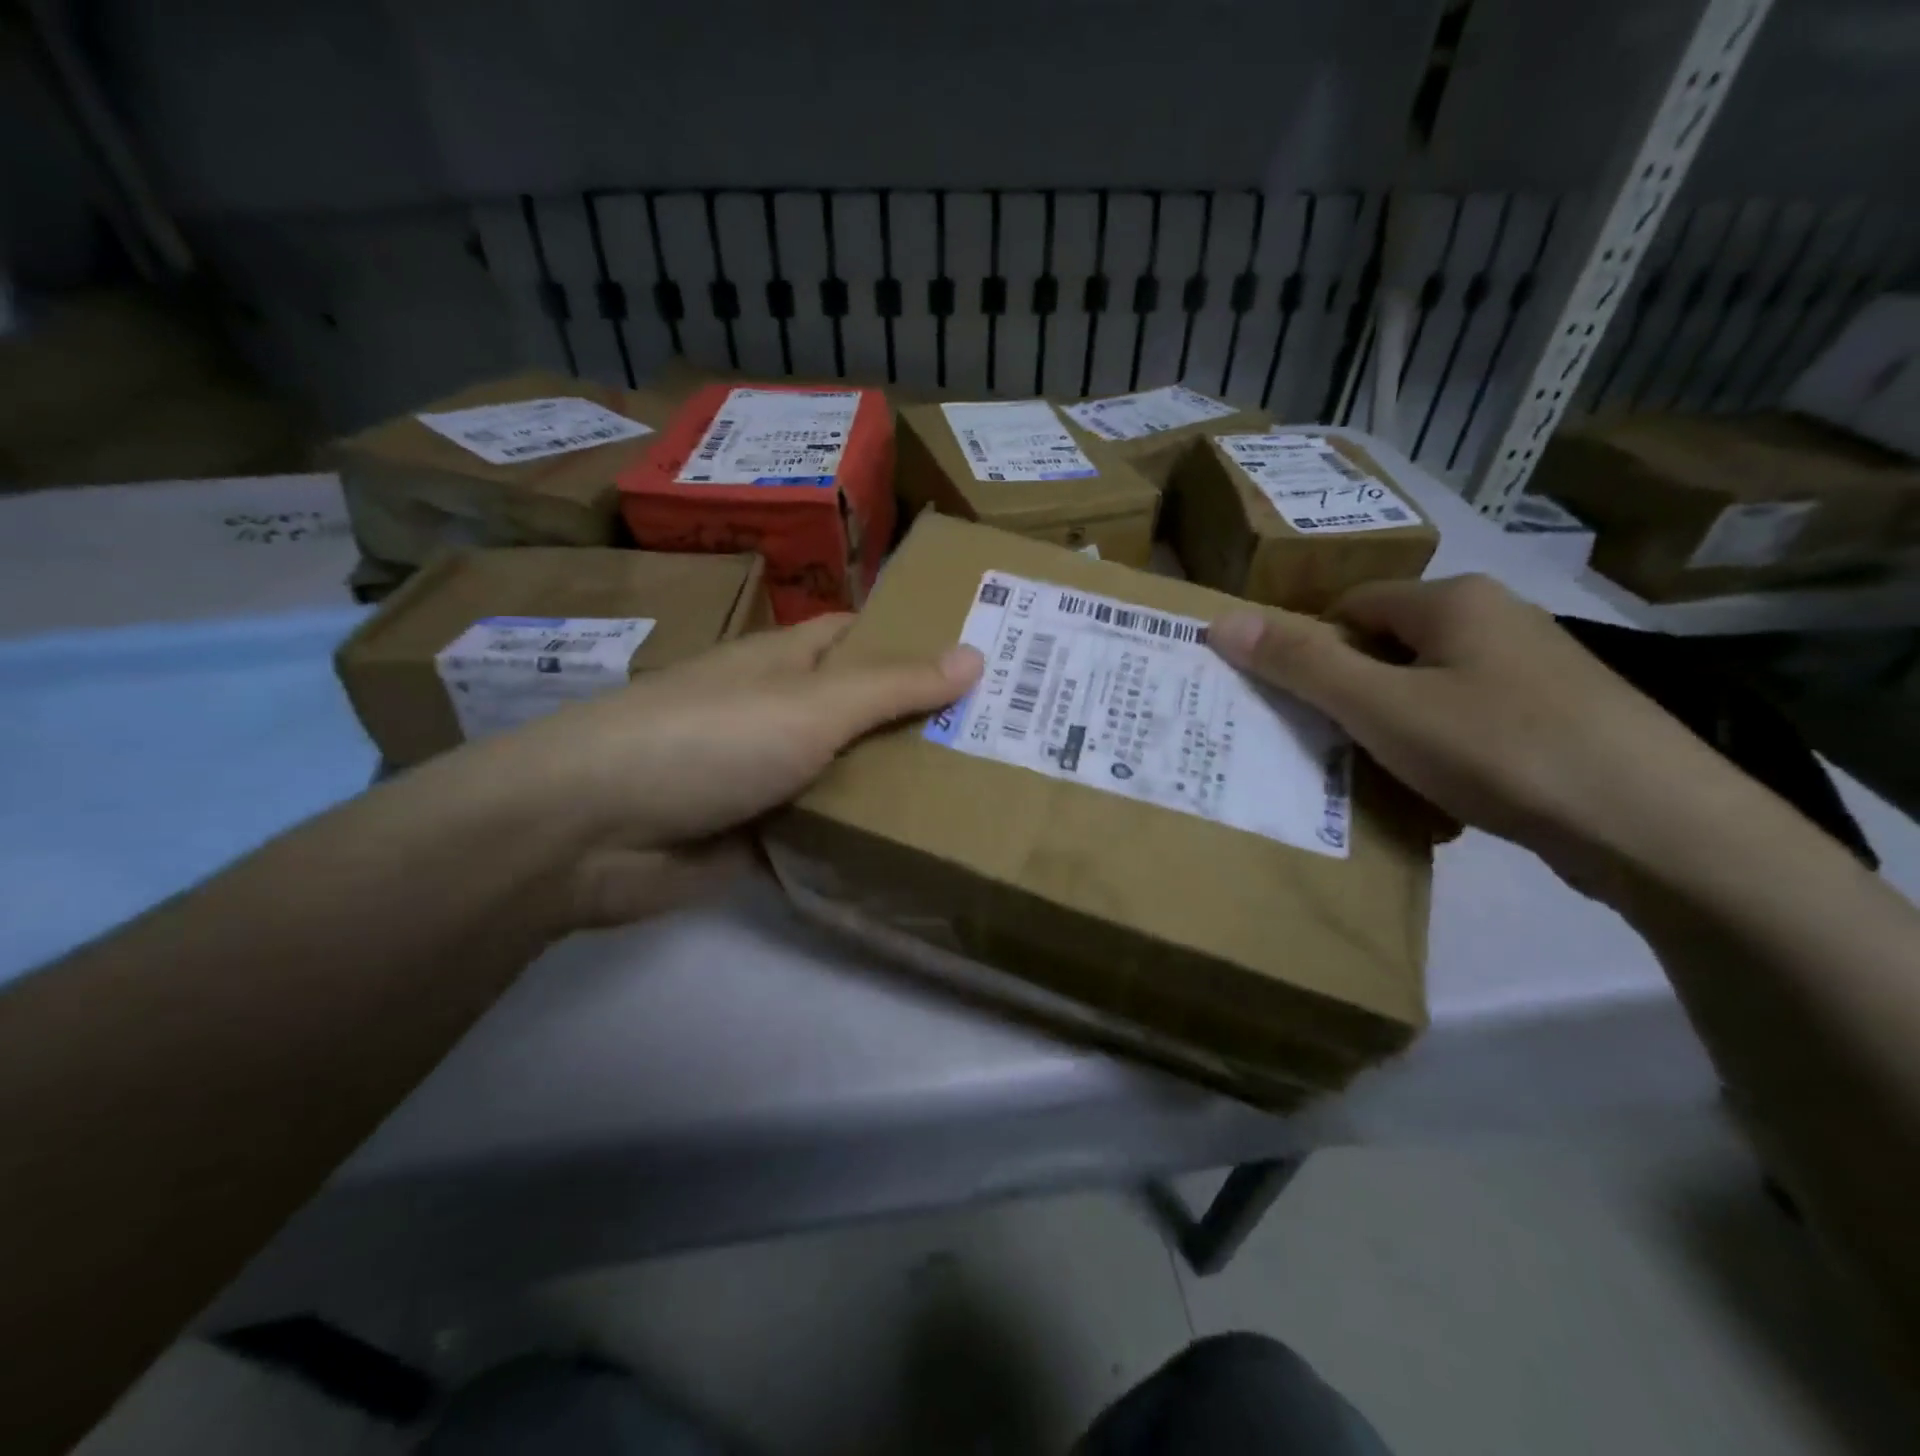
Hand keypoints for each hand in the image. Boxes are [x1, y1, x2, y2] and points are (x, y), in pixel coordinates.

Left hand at [486, 615, 981, 927]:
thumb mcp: (811, 704)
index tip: (990, 655)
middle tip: (1010, 737)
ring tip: (985, 794)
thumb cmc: (707, 739)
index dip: (920, 638)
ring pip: (850, 776)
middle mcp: (781, 714)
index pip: (864, 637)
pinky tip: (923, 851)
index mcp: (789, 664)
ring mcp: (769, 777)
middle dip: (925, 722)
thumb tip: (975, 654)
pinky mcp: (759, 835)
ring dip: (900, 786)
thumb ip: (893, 686)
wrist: (591, 831)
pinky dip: (863, 840)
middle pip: (864, 711)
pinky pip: (825, 832)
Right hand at [1208, 575, 1752, 899]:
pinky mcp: (1562, 721)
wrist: (1658, 829)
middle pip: (1390, 649)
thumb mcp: (1381, 707)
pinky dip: (1443, 755)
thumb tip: (1220, 623)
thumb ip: (1301, 664)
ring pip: (1429, 692)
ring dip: (1395, 732)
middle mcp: (1499, 621)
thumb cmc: (1500, 749)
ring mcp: (1537, 672)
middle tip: (1327, 746)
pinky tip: (1442, 800)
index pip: (1351, 606)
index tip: (1294, 704)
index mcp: (1455, 601)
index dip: (1312, 650)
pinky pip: (1471, 726)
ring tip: (1379, 779)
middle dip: (1352, 697)